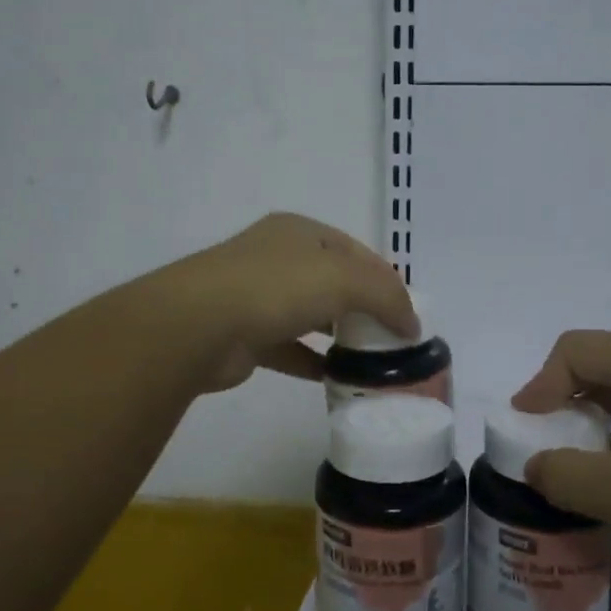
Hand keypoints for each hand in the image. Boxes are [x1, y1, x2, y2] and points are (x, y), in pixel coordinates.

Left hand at [159, 213, 417, 393]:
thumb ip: (386, 296)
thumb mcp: (344, 279)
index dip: (386, 279)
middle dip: (365, 308)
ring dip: (340, 335)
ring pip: (312, 315)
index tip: (409, 312)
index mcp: (301, 232)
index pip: (356, 252)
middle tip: (394, 338)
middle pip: (334, 282)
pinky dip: (314, 361)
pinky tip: (337, 378)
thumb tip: (412, 324)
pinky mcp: (246, 336)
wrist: (198, 325)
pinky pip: (290, 349)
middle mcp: (278, 258)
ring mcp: (258, 297)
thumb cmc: (276, 287)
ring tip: (373, 360)